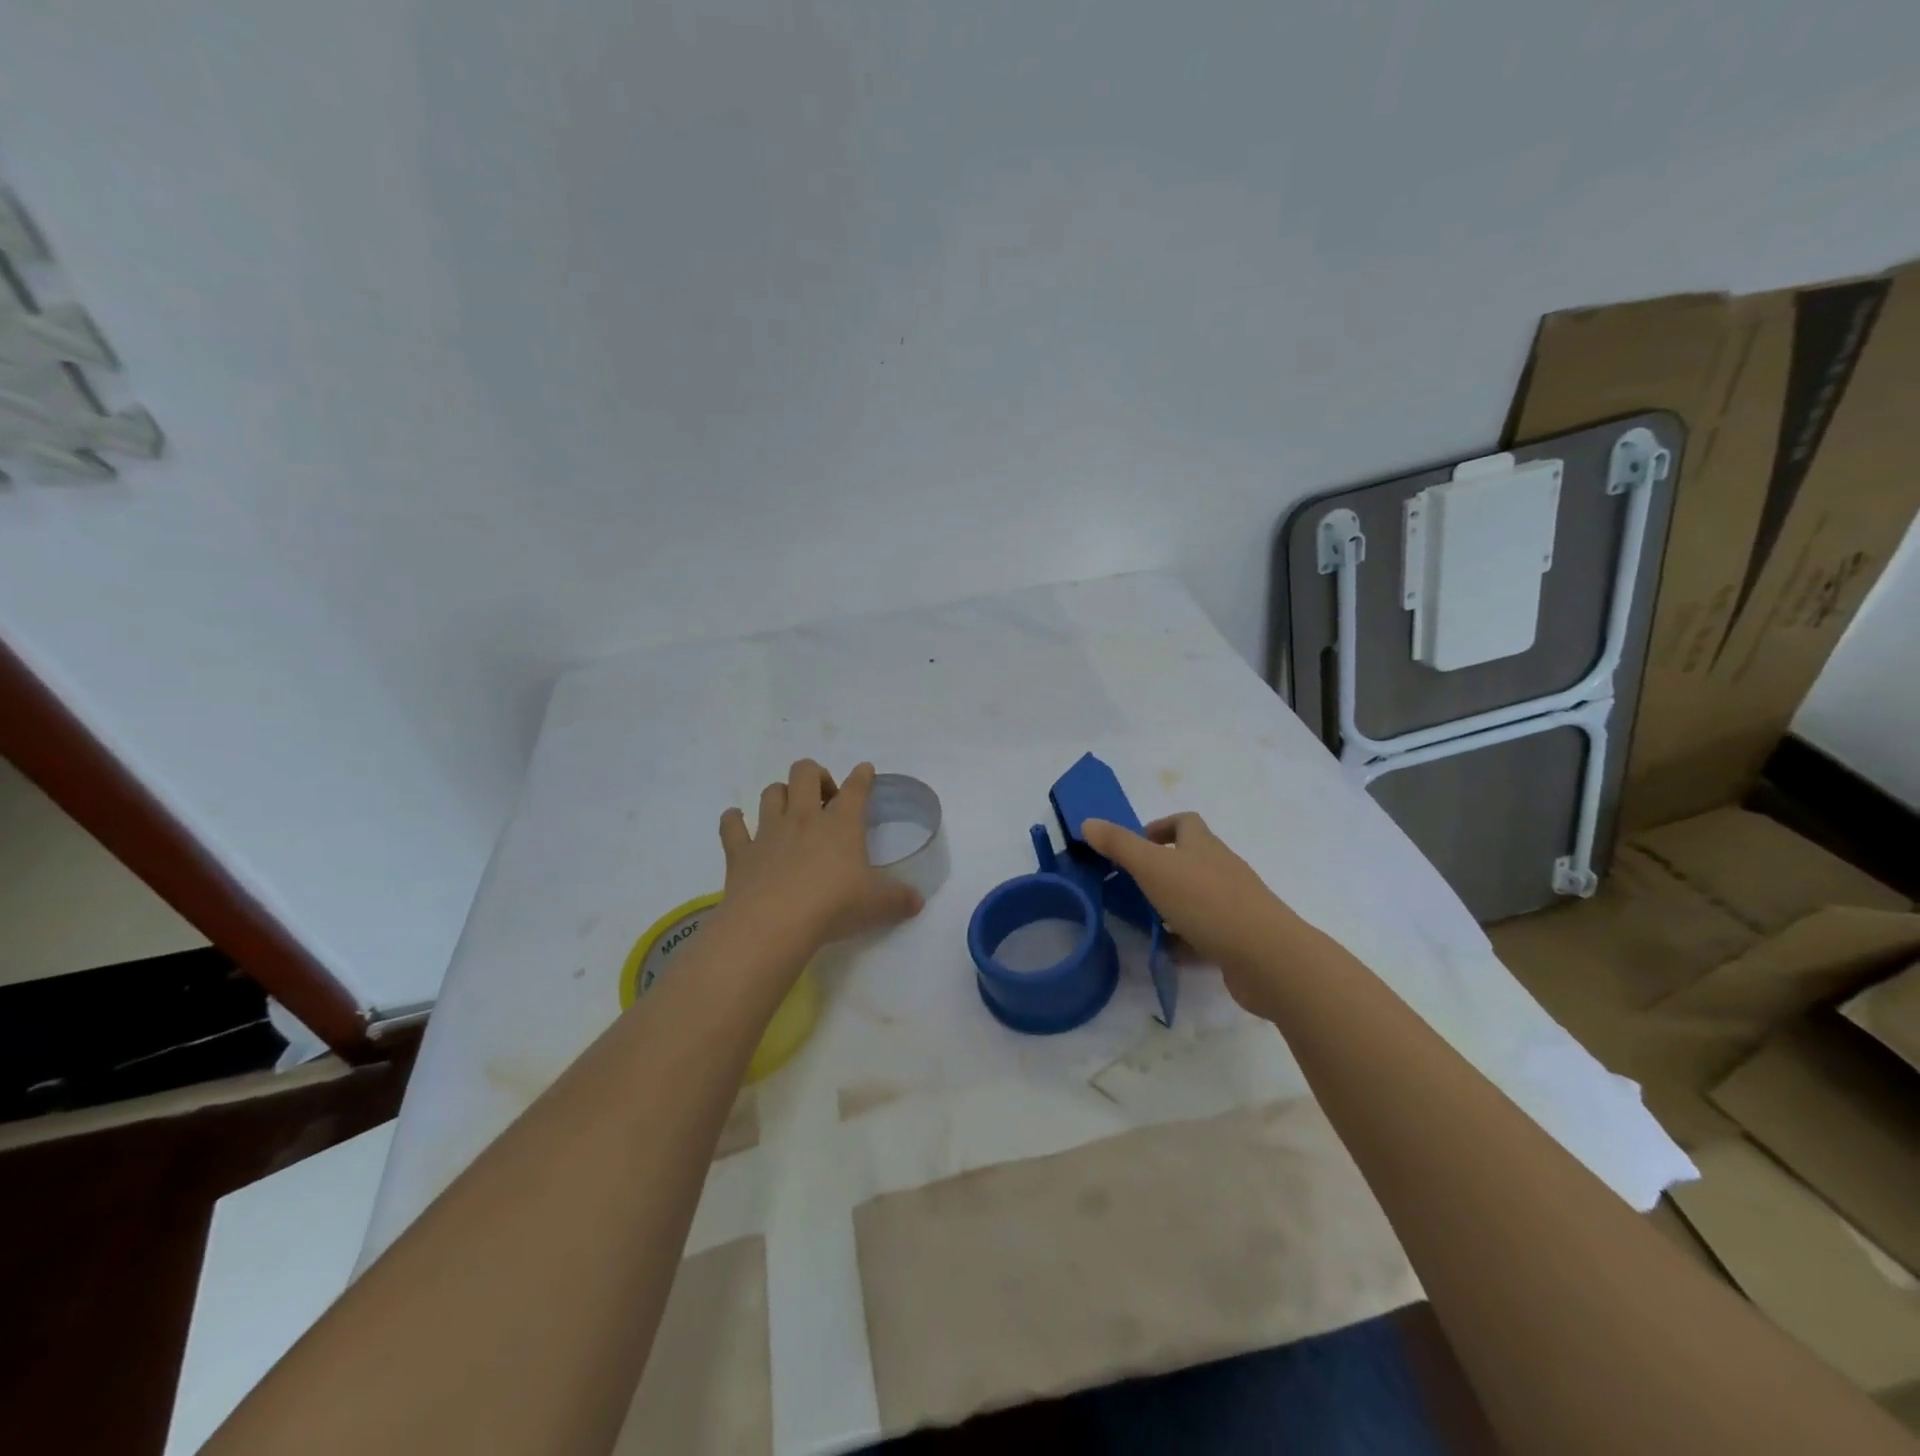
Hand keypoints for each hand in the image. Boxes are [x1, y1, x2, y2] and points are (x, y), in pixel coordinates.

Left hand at [716, 760, 924, 956]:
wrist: (774, 923)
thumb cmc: (833, 906)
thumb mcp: (877, 905)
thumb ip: (899, 899)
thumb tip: (918, 901)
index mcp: (841, 824)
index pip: (856, 788)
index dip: (862, 776)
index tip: (865, 771)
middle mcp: (804, 818)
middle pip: (805, 773)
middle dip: (815, 775)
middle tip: (824, 798)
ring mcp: (768, 832)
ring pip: (771, 792)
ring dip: (780, 794)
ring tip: (788, 810)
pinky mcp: (741, 852)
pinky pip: (732, 825)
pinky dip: (734, 820)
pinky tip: (737, 822)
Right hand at [1082, 812, 1298, 1016]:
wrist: (1267, 957)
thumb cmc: (1206, 901)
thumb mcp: (1153, 867)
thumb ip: (1119, 845)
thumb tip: (1088, 822)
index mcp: (1203, 846)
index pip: (1185, 822)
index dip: (1160, 827)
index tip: (1137, 844)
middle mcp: (1222, 869)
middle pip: (1191, 859)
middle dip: (1161, 869)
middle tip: (1130, 885)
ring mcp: (1234, 904)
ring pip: (1197, 897)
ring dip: (1171, 905)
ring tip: (1141, 920)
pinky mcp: (1239, 938)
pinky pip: (1206, 933)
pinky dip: (1185, 940)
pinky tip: (1166, 953)